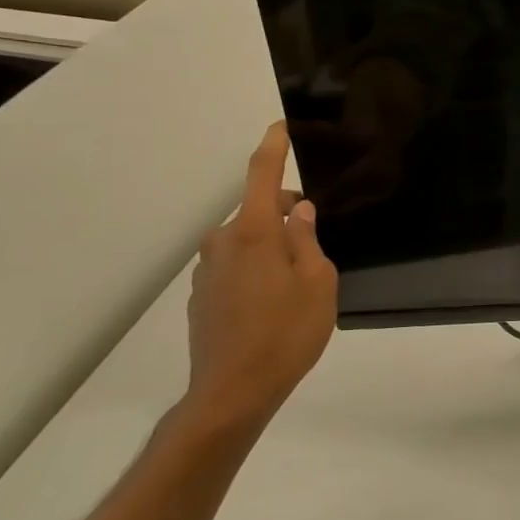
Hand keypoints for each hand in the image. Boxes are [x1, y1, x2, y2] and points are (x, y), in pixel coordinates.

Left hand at [183, 123, 338, 432]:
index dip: (273, 147)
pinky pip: (235, 267)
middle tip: (317, 240)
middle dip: (285, 214)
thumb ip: (307, 240)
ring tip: (298, 282)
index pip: (261, 175)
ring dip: (270, 246)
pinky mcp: (201, 297)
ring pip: (246, 241)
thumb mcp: (318, 282)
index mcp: (254, 232)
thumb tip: (298, 212)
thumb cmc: (286, 333)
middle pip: (257, 211)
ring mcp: (207, 271)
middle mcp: (222, 243)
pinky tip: (273, 304)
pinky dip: (256, 270)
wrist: (232, 393)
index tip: (280, 126)